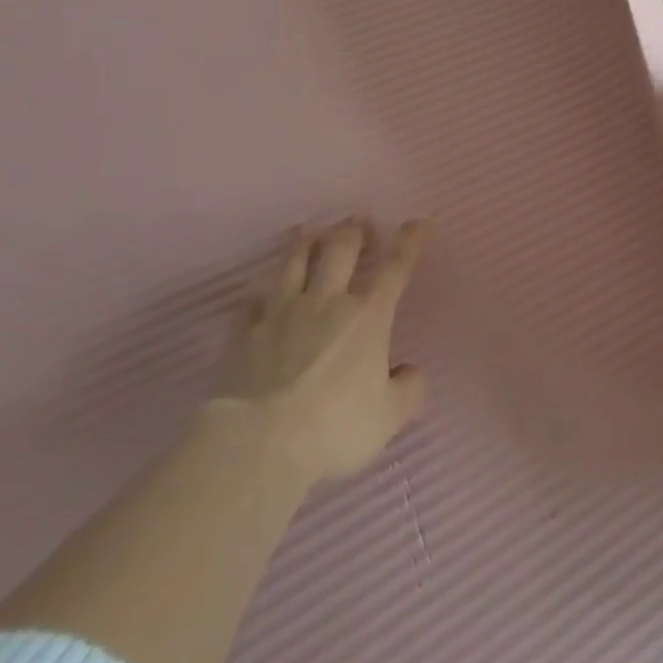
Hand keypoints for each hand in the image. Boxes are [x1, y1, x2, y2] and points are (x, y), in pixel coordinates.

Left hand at [212, 218, 426, 483]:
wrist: (260, 442)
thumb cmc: (335, 427)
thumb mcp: (389, 417)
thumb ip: (407, 389)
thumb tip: (410, 372)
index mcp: (368, 316)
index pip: (394, 268)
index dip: (408, 243)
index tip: (417, 223)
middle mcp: (326, 301)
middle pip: (340, 251)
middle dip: (352, 231)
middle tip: (356, 220)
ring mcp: (282, 312)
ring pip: (294, 263)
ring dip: (304, 243)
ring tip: (308, 230)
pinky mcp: (245, 331)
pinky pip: (253, 299)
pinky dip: (261, 290)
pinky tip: (261, 288)